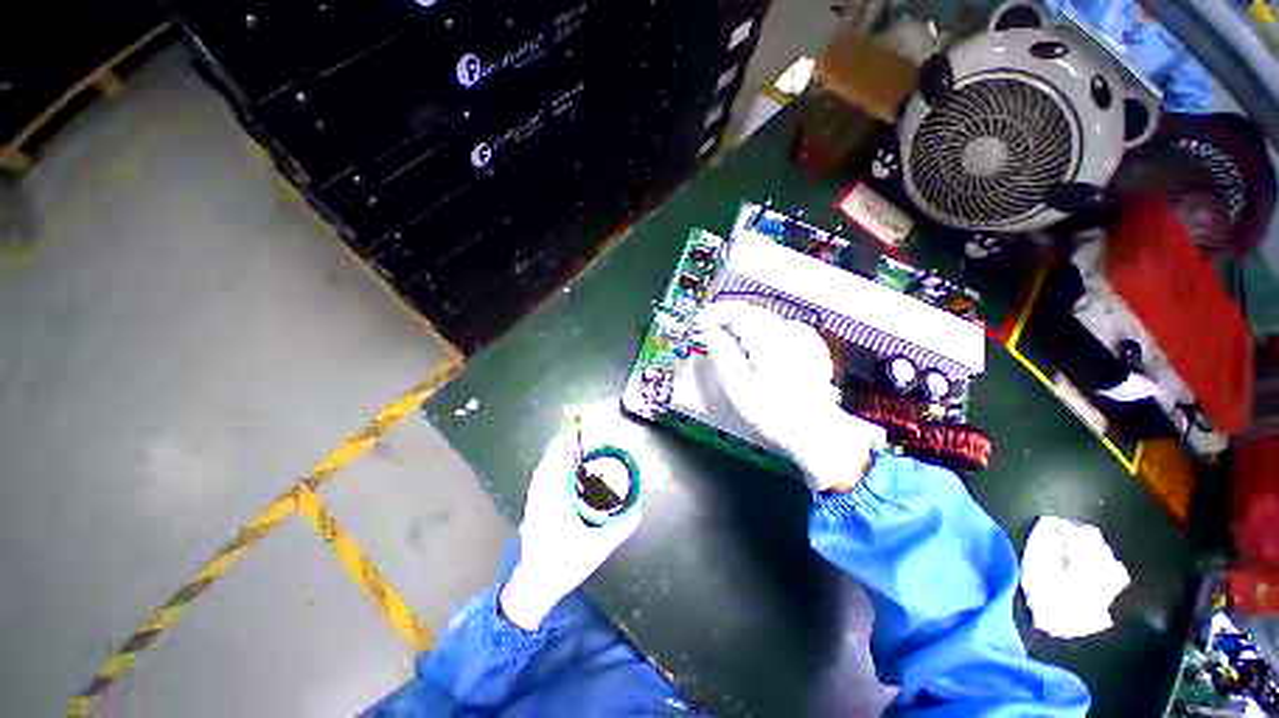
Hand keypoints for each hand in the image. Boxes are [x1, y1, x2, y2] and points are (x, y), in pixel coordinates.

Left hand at [500, 432, 641, 629]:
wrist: (535, 587)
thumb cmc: (564, 566)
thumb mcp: (597, 548)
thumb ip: (620, 529)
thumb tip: (638, 511)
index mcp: (554, 505)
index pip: (556, 469)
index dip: (562, 450)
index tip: (572, 435)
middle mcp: (540, 500)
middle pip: (546, 466)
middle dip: (558, 449)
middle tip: (574, 437)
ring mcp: (533, 505)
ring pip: (540, 474)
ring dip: (552, 459)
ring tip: (567, 449)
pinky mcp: (531, 511)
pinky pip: (538, 482)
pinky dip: (546, 470)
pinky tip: (557, 471)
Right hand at [696, 301, 883, 490]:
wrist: (816, 433)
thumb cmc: (776, 415)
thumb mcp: (740, 388)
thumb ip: (725, 356)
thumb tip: (712, 334)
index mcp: (767, 342)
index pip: (738, 312)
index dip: (716, 313)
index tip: (702, 320)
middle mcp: (786, 335)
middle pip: (753, 312)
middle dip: (729, 315)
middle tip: (711, 325)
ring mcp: (801, 342)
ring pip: (768, 318)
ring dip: (746, 320)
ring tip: (730, 330)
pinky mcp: (810, 351)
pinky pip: (783, 328)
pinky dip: (765, 328)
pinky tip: (761, 338)